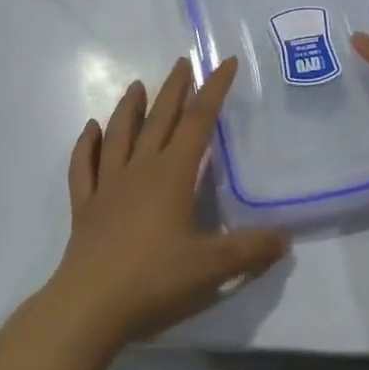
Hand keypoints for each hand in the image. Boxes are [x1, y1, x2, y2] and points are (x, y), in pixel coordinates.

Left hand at [41, 56, 288, 351]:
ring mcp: (108, 186)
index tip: (224, 62)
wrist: (89, 307)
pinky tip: (90, 130)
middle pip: (159, 119)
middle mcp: (139, 170)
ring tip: (137, 85)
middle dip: (174, 89)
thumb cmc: (154, 280)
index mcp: (172, 175)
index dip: (214, 89)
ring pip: (119, 135)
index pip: (198, 121)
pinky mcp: (85, 207)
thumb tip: (284, 238)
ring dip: (130, 108)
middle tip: (183, 62)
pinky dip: (86, 145)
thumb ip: (250, 250)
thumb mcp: (212, 268)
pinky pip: (84, 167)